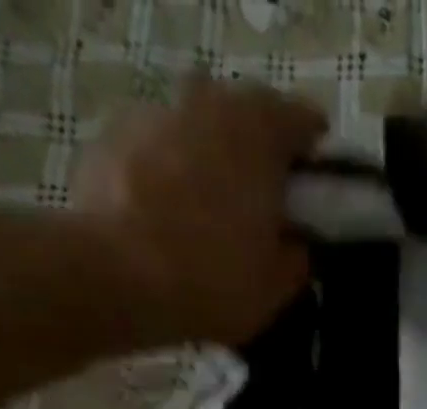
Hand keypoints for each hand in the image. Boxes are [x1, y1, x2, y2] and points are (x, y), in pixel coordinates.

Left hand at [76, 78, 325, 345]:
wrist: (118, 276)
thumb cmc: (214, 279)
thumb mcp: (276, 287)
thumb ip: (295, 258)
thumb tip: (294, 244)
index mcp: (261, 131)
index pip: (305, 121)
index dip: (314, 157)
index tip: (313, 190)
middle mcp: (210, 102)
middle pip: (246, 117)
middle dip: (257, 154)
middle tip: (260, 204)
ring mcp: (156, 112)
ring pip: (197, 130)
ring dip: (208, 161)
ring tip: (206, 215)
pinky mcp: (112, 135)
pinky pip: (156, 152)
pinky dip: (166, 176)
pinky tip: (165, 221)